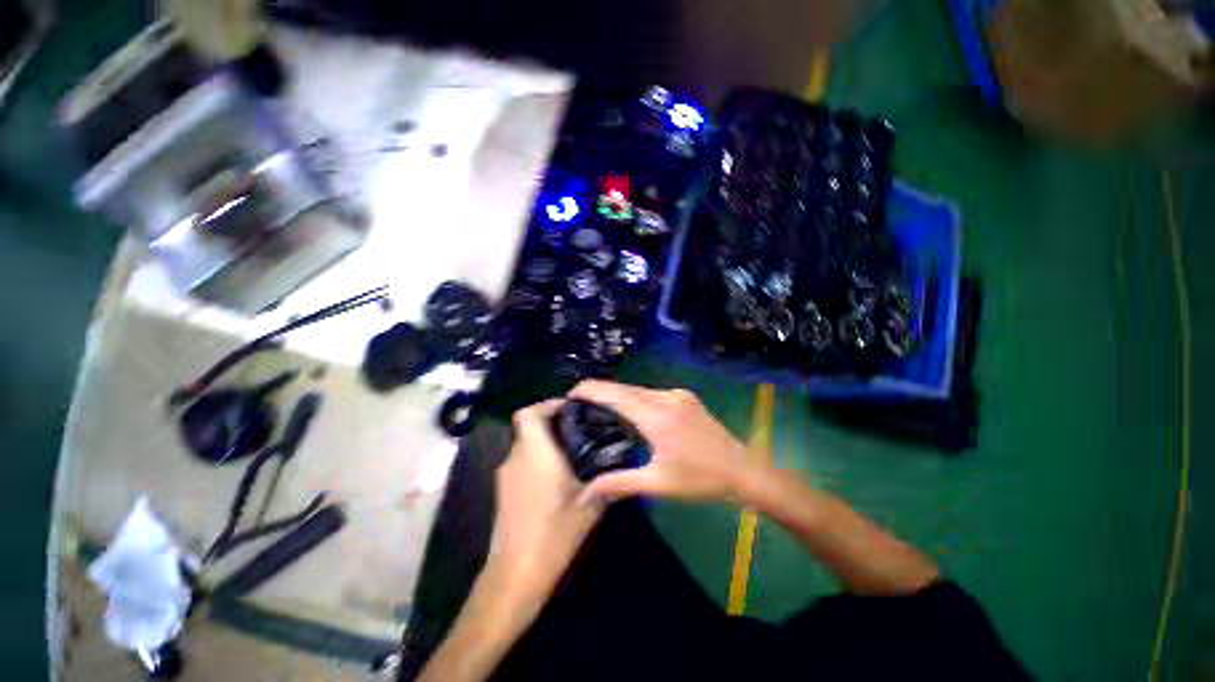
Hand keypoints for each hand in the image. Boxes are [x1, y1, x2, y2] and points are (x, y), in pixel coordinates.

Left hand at [489, 400, 602, 598]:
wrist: (516, 573)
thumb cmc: (554, 532)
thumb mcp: (590, 506)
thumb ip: (607, 482)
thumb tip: (623, 466)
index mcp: (535, 452)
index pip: (528, 413)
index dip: (546, 404)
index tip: (569, 408)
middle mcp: (516, 457)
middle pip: (529, 427)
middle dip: (551, 425)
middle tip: (579, 431)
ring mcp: (506, 475)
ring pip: (525, 446)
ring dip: (544, 444)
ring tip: (572, 453)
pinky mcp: (503, 491)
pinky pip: (521, 463)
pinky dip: (536, 462)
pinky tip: (556, 479)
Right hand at [570, 380, 751, 504]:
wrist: (742, 470)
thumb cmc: (699, 480)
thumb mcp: (657, 484)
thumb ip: (618, 483)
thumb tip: (586, 494)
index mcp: (657, 418)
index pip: (617, 397)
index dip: (593, 390)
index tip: (572, 392)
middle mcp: (666, 399)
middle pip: (625, 389)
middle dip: (601, 390)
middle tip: (580, 399)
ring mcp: (677, 395)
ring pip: (639, 390)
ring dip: (619, 394)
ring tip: (600, 404)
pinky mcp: (685, 396)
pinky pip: (653, 393)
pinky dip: (636, 397)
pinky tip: (629, 408)